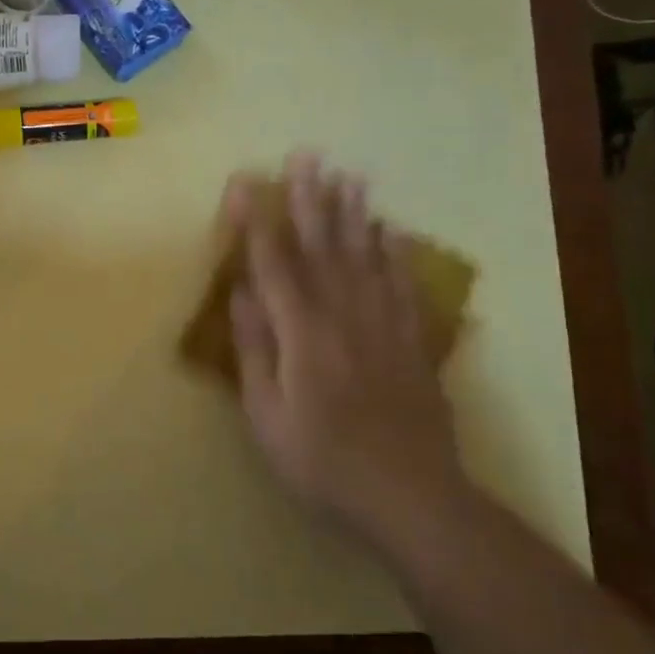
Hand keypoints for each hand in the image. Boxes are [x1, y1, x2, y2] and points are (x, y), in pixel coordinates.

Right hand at [227, 155, 468, 539]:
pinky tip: (391, 231)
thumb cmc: (322, 461)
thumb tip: (241, 293)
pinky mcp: (413, 341)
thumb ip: (254, 349)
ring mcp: (384, 324)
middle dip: (311, 198)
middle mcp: (344, 314)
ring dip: (354, 213)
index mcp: (302, 332)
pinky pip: (403, 284)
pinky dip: (396, 253)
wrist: (411, 497)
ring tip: (349, 175)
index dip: (258, 220)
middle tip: (307, 156)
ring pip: (365, 256)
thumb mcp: (267, 414)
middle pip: (323, 246)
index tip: (247, 182)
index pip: (273, 263)